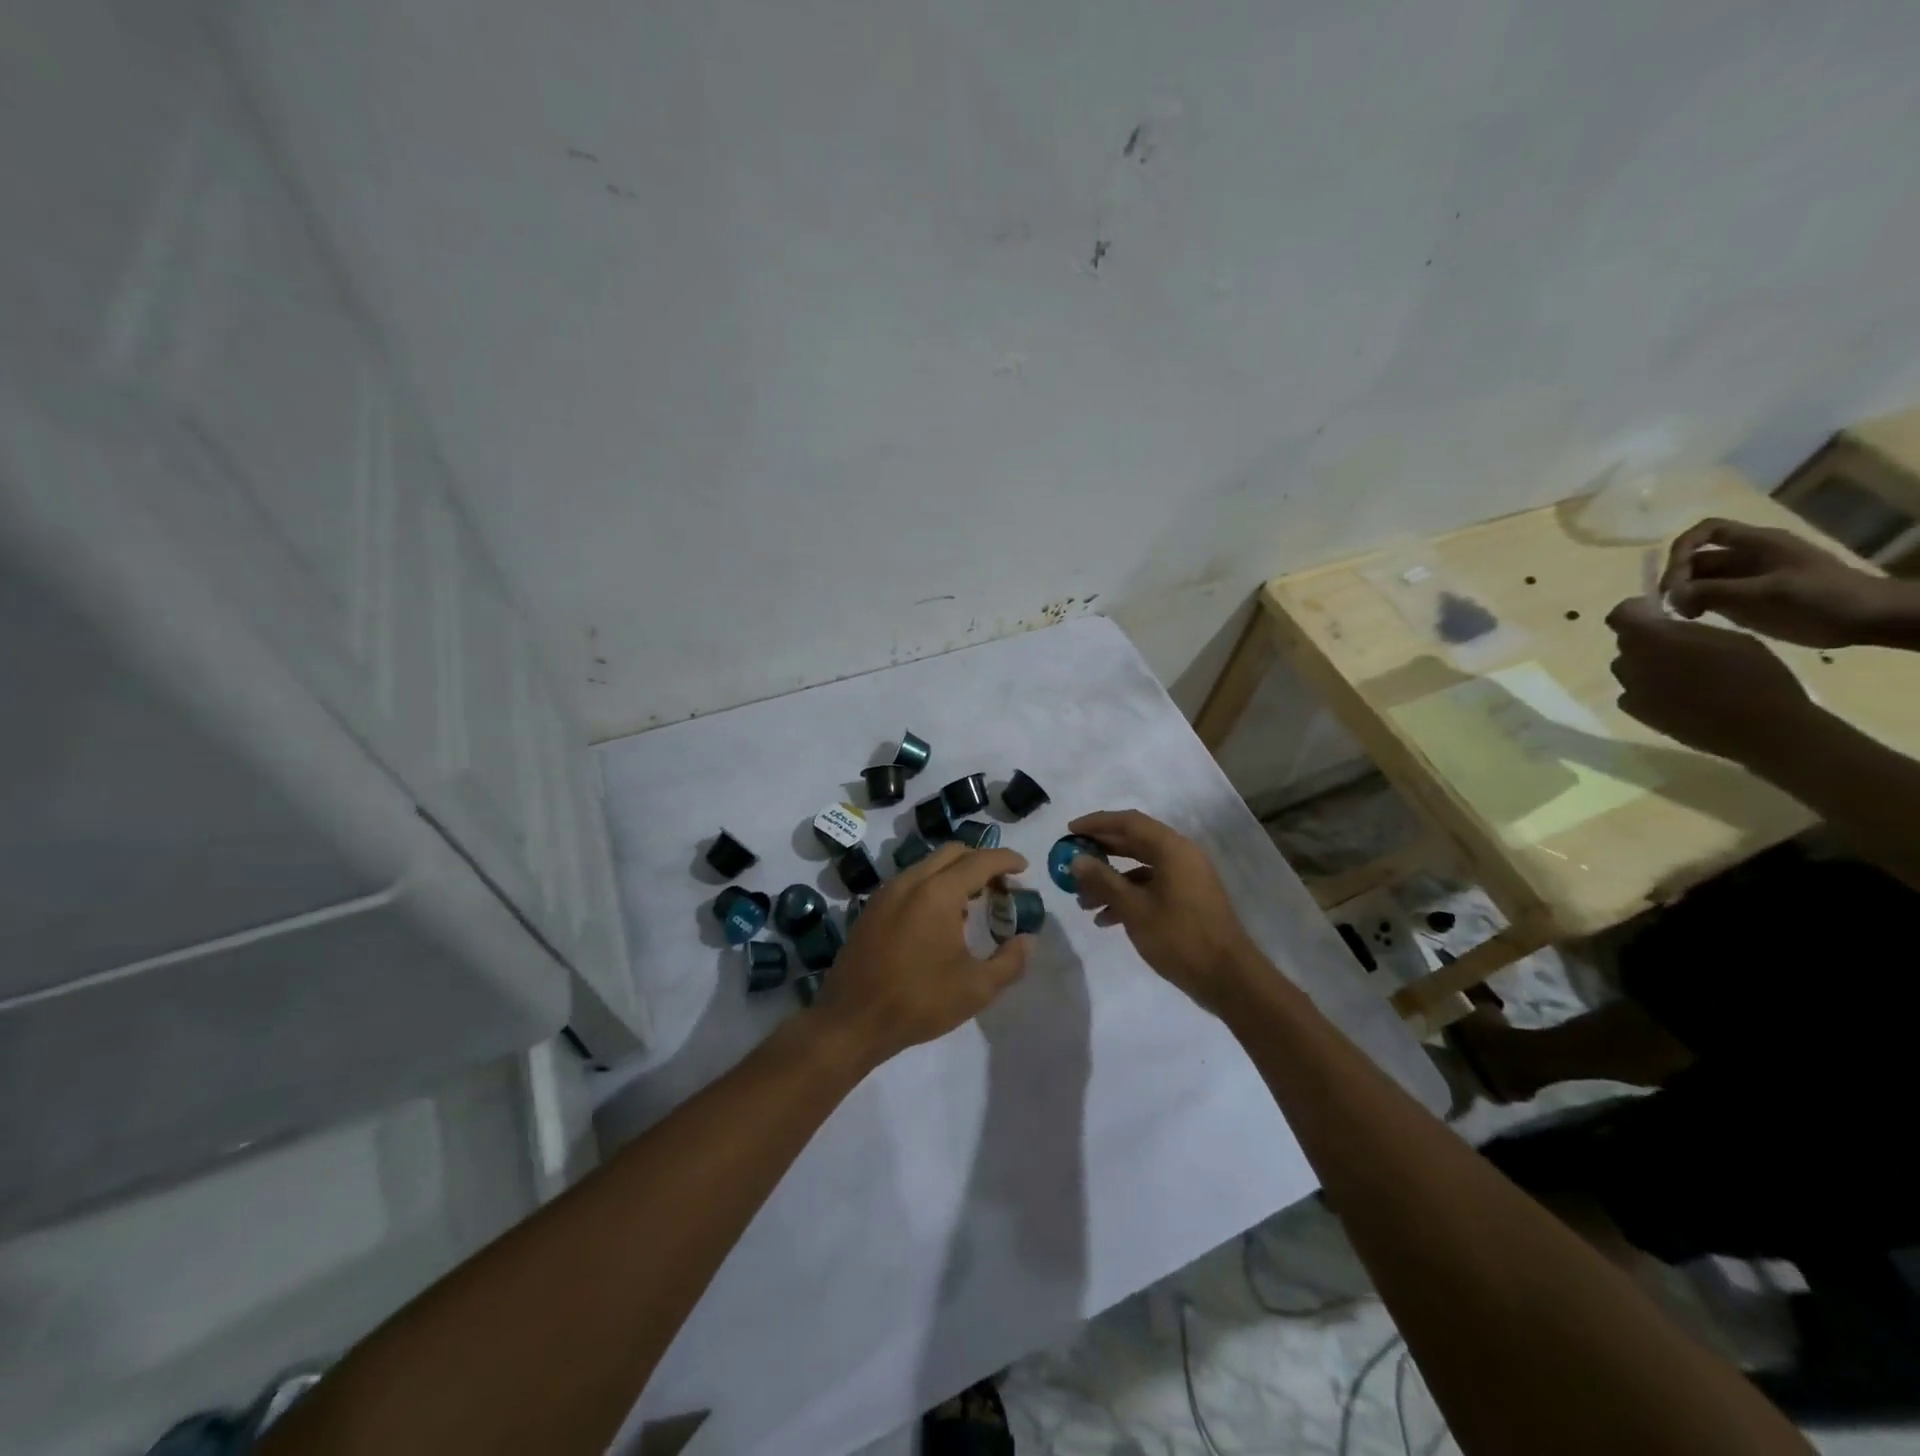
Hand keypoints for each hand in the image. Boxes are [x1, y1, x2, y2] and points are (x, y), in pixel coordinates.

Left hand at [814, 842, 1029, 1063]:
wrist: (852, 1021)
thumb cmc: (919, 1001)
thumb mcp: (977, 988)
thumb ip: (1010, 961)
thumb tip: (1027, 940)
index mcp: (938, 892)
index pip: (979, 861)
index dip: (1005, 859)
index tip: (1023, 867)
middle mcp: (910, 881)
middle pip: (952, 853)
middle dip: (980, 861)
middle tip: (1000, 885)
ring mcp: (886, 893)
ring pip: (928, 865)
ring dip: (954, 873)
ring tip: (973, 903)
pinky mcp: (872, 909)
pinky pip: (909, 882)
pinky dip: (932, 885)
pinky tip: (940, 919)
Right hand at [1065, 809, 1262, 1016]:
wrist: (1228, 979)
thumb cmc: (1180, 937)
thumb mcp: (1134, 909)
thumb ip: (1103, 880)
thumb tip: (1076, 859)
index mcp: (1172, 849)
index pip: (1129, 822)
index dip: (1097, 823)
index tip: (1069, 831)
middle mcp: (1181, 856)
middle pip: (1133, 843)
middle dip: (1100, 853)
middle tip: (1071, 860)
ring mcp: (1186, 879)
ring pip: (1140, 869)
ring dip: (1110, 881)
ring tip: (1082, 902)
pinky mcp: (1187, 900)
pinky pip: (1150, 888)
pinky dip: (1127, 897)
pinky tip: (1105, 920)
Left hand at [1606, 596, 1819, 763]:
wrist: (1760, 727)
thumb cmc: (1754, 675)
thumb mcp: (1727, 637)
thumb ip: (1684, 630)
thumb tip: (1662, 626)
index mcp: (1651, 638)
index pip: (1620, 615)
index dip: (1635, 611)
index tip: (1656, 613)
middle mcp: (1630, 662)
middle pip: (1627, 643)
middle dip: (1647, 640)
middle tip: (1680, 646)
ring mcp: (1629, 689)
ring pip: (1629, 668)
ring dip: (1647, 665)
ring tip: (1684, 673)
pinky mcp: (1634, 712)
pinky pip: (1632, 693)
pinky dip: (1648, 690)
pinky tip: (1678, 696)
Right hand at [1661, 517, 1896, 647]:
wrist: (1866, 618)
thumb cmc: (1821, 597)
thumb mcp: (1767, 591)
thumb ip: (1715, 591)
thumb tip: (1671, 594)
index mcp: (1757, 544)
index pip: (1707, 531)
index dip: (1683, 547)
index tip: (1674, 576)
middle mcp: (1746, 557)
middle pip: (1696, 559)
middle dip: (1678, 578)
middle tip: (1672, 604)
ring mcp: (1745, 579)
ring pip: (1698, 580)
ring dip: (1683, 594)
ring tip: (1684, 615)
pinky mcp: (1745, 600)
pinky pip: (1708, 596)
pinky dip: (1693, 605)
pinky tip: (1695, 619)